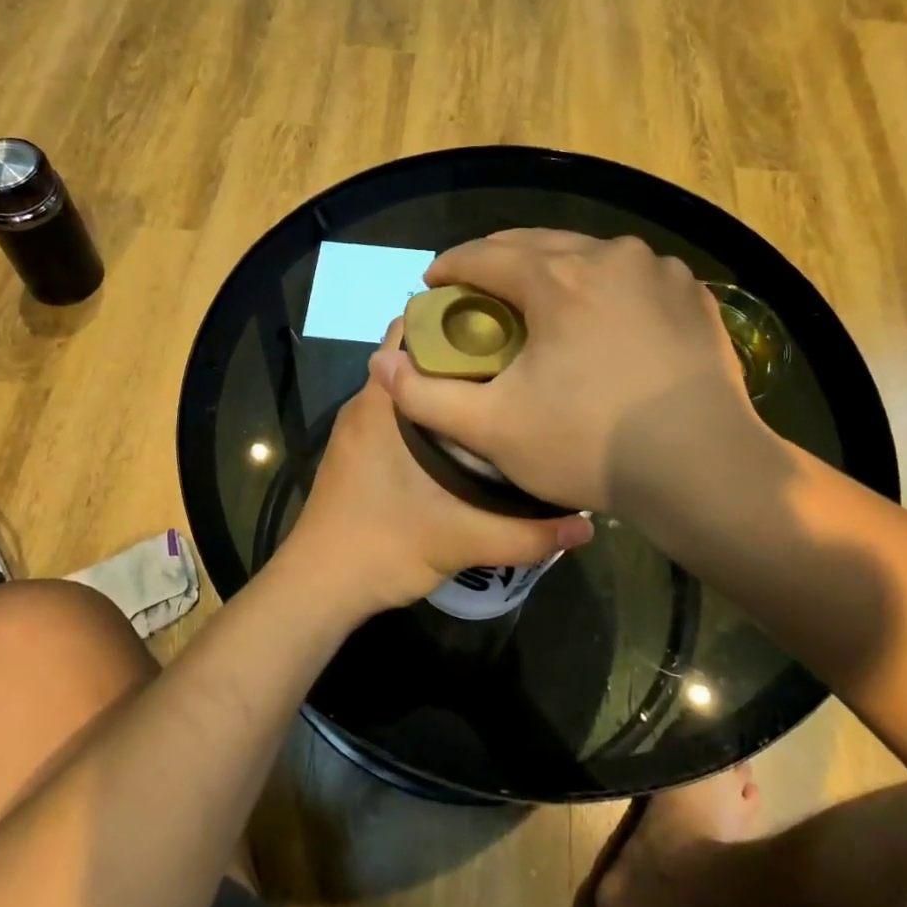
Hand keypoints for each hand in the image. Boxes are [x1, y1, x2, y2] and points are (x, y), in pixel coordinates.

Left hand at [277, 326, 592, 620]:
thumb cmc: (381, 547)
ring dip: (447, 385)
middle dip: (463, 351)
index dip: (457, 318)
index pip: (413, 331)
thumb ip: (527, 535)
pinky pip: (398, 413)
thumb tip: (587, 527)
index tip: (506, 323)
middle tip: (518, 359)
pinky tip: (470, 435)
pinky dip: (431, 413)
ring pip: (408, 387)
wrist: (319, 588)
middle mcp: (366, 404)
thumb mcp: (461, 540)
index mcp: (381, 404)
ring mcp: (358, 429)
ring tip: (503, 391)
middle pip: (415, 356)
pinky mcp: (358, 452)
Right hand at [370, 230, 779, 512]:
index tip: (433, 284)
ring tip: (538, 299)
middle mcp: (609, 256)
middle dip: (498, 261)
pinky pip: (633, 277)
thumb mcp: (493, 429)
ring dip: (553, 269)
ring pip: (588, 254)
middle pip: (535, 244)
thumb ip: (426, 397)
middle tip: (477, 290)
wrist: (704, 469)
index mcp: (556, 277)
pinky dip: (604, 287)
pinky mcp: (695, 296)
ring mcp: (659, 272)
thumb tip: (383, 364)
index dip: (450, 266)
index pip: (484, 255)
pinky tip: (602, 316)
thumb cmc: (590, 445)